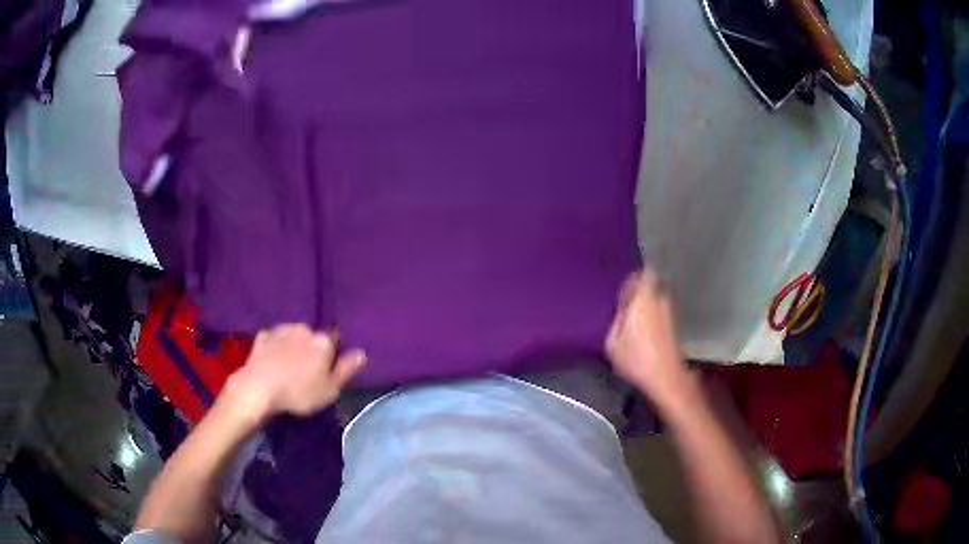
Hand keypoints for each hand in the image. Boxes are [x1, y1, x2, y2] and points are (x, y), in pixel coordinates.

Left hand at [225, 324, 365, 421]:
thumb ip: (347, 369)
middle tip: (307, 370)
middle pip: (313, 336)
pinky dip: (276, 347)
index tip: (328, 367)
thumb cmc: (298, 392)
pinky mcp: (263, 335)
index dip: (332, 353)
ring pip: (294, 335)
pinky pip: (275, 339)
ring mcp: (281, 330)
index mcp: (323, 341)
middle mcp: (304, 329)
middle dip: (312, 348)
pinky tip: (273, 360)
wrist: (258, 388)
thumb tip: (362, 352)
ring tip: (288, 366)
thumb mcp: (330, 389)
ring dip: (294, 346)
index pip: (335, 339)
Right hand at [606, 269, 691, 405]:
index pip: (644, 274)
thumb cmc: (637, 359)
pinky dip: (653, 314)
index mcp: (644, 299)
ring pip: (657, 298)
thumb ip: (617, 319)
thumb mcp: (613, 342)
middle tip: (627, 301)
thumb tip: (622, 309)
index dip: (634, 278)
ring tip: (634, 317)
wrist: (666, 377)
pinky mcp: (675, 325)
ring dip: (648, 302)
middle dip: (640, 290)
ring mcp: (670, 312)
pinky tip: (644, 330)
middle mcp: (661, 300)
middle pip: (652, 284)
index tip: (625, 288)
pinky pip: (661, 310)